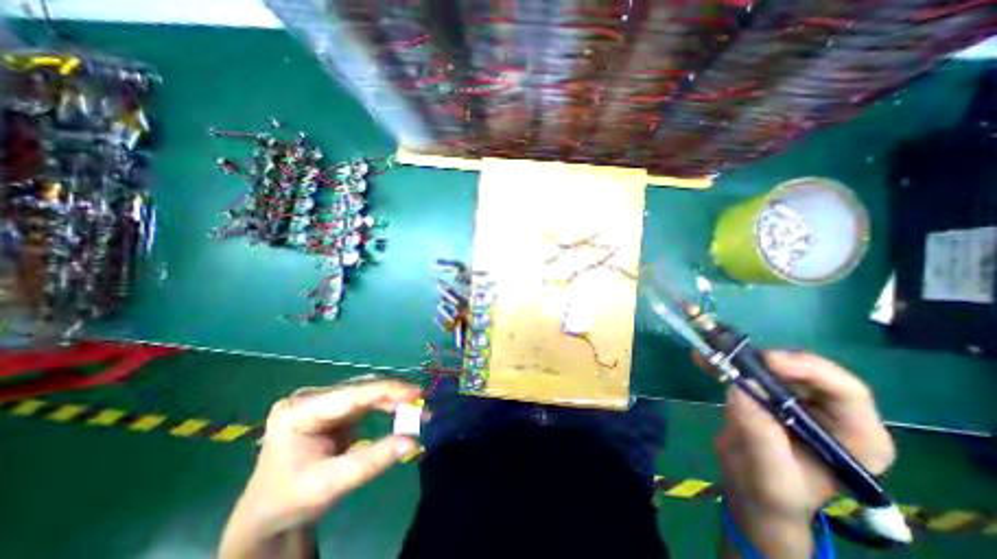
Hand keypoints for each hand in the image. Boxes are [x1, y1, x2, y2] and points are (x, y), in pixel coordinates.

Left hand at [220, 381, 420, 544]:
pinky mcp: (332, 406)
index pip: (352, 394)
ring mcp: (321, 400)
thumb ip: (374, 460)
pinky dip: (385, 404)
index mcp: (298, 411)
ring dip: (392, 398)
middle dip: (394, 395)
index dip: (388, 390)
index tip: (418, 392)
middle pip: (361, 389)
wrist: (268, 513)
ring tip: (416, 407)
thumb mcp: (332, 484)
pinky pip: (365, 399)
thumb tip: (414, 441)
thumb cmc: (291, 500)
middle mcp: (310, 397)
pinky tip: (400, 409)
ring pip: (366, 391)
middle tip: (422, 404)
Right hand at [717, 351, 896, 556]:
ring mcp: (796, 399)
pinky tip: (703, 359)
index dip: (808, 369)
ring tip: (710, 351)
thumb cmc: (771, 492)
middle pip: (805, 370)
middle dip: (766, 360)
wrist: (750, 490)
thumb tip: (741, 386)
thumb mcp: (770, 472)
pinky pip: (748, 369)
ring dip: (740, 356)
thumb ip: (761, 432)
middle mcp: (830, 411)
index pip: (845, 391)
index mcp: (854, 437)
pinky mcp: (768, 392)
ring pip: (773, 365)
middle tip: (732, 355)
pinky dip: (726, 361)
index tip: (767, 362)